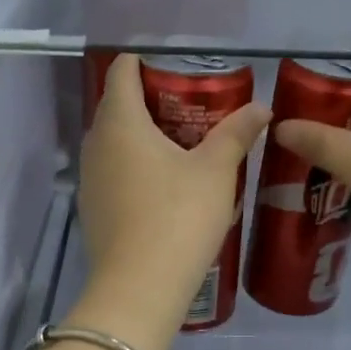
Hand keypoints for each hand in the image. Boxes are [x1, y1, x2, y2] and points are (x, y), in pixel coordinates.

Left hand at [73, 55, 270, 349]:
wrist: (139, 288)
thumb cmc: (178, 218)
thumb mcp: (216, 172)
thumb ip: (237, 134)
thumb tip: (262, 109)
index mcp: (120, 123)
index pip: (122, 72)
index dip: (144, 61)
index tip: (175, 65)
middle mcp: (95, 144)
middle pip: (116, 106)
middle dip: (148, 99)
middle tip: (190, 105)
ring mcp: (89, 180)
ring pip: (113, 143)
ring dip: (141, 137)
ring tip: (181, 145)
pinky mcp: (92, 210)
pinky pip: (112, 172)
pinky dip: (133, 167)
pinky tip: (163, 185)